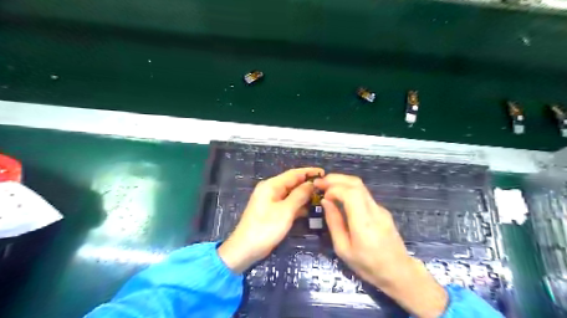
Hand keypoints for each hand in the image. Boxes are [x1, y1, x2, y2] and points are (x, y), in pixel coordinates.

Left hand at [218, 168, 322, 274]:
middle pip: (292, 183)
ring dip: (304, 195)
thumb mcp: (285, 211)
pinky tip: (310, 209)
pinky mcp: (272, 211)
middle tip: (326, 187)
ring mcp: (271, 201)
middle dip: (308, 184)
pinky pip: (288, 204)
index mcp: (272, 185)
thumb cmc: (265, 228)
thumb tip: (311, 184)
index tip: (324, 172)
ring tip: (322, 197)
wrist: (245, 249)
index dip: (309, 172)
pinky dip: (298, 205)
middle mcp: (271, 190)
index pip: (294, 174)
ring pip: (291, 194)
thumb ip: (299, 195)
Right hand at [315, 174, 447, 317]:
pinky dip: (349, 189)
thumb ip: (334, 223)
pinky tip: (340, 196)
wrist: (399, 272)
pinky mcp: (382, 210)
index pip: (351, 193)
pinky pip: (363, 194)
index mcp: (364, 223)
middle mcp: (374, 210)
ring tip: (326, 185)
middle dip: (336, 179)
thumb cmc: (368, 265)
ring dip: (342, 182)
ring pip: (361, 186)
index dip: (334, 188)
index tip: (322, 194)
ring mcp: (380, 209)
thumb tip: (326, 202)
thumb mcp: (343, 249)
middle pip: (356, 184)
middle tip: (319, 182)